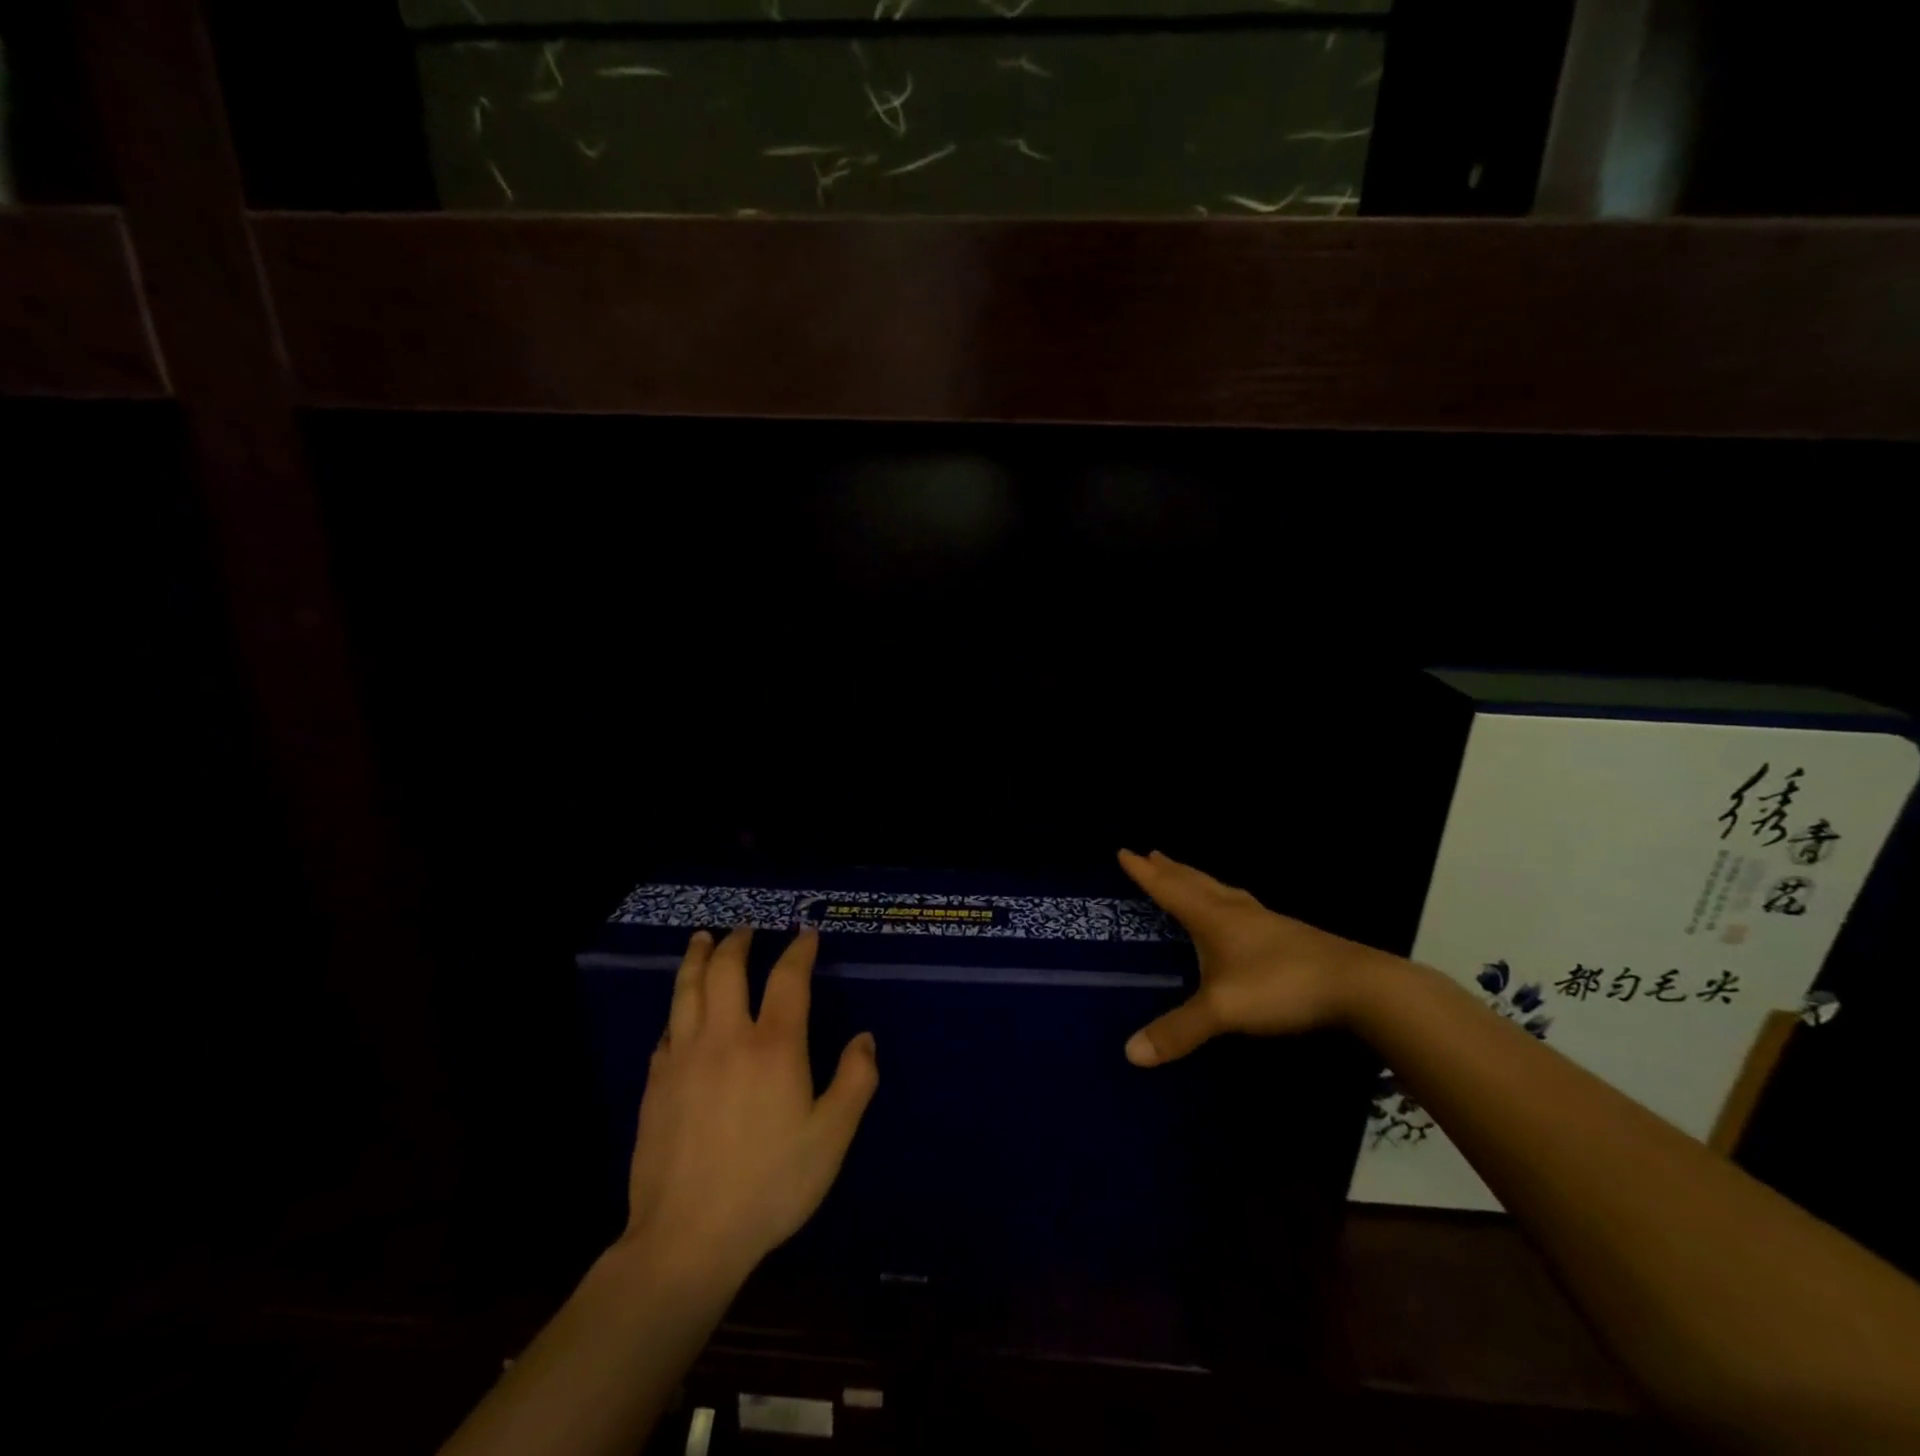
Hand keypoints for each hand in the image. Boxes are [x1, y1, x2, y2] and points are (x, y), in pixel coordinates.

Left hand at [619, 926, 877, 1288]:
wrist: (687, 1237)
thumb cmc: (770, 1186)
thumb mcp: (831, 1139)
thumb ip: (855, 1082)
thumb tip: (864, 1039)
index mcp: (774, 1047)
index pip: (788, 978)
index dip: (799, 950)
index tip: (806, 935)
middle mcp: (726, 1037)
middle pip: (728, 970)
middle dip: (739, 942)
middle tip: (747, 930)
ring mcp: (684, 1057)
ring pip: (688, 989)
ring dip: (698, 958)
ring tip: (703, 940)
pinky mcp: (656, 1082)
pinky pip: (667, 1028)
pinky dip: (678, 1006)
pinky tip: (681, 1008)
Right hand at [1119, 849, 1383, 1065]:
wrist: (1356, 986)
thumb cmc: (1280, 986)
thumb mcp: (1223, 1010)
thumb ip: (1179, 1030)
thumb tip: (1131, 1053)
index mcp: (1213, 918)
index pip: (1170, 890)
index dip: (1145, 874)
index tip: (1124, 851)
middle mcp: (1236, 912)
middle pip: (1196, 882)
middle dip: (1170, 870)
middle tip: (1151, 853)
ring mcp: (1265, 922)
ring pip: (1222, 892)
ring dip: (1198, 881)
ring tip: (1187, 875)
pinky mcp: (1288, 936)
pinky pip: (1242, 907)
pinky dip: (1225, 900)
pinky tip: (1236, 914)